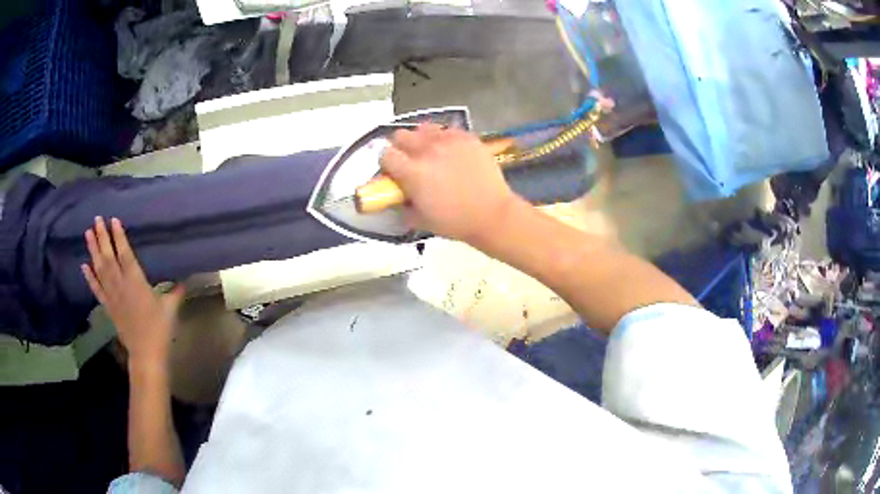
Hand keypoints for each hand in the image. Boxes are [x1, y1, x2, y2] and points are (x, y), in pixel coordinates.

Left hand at [81, 217, 184, 367]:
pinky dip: (89, 277)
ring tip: (88, 233)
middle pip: (109, 257)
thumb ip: (176, 290)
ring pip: (100, 269)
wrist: (146, 354)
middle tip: (96, 219)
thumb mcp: (171, 308)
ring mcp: (112, 296)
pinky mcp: (108, 307)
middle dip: (102, 237)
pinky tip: (83, 266)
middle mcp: (121, 285)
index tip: (113, 219)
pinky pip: (96, 290)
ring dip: (93, 251)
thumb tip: (187, 278)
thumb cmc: (160, 329)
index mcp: (136, 282)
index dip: (119, 236)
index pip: (125, 254)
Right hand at [381, 124, 519, 243]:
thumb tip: (398, 198)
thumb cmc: (455, 221)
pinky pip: (448, 130)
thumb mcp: (420, 220)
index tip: (393, 171)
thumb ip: (403, 206)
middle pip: (401, 135)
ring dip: (422, 139)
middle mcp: (427, 150)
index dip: (386, 163)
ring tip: (431, 153)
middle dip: (401, 147)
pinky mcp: (467, 137)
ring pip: (424, 128)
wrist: (492, 214)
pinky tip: (452, 152)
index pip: (385, 155)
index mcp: (412, 171)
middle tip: (410, 161)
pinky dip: (445, 139)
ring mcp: (449, 140)